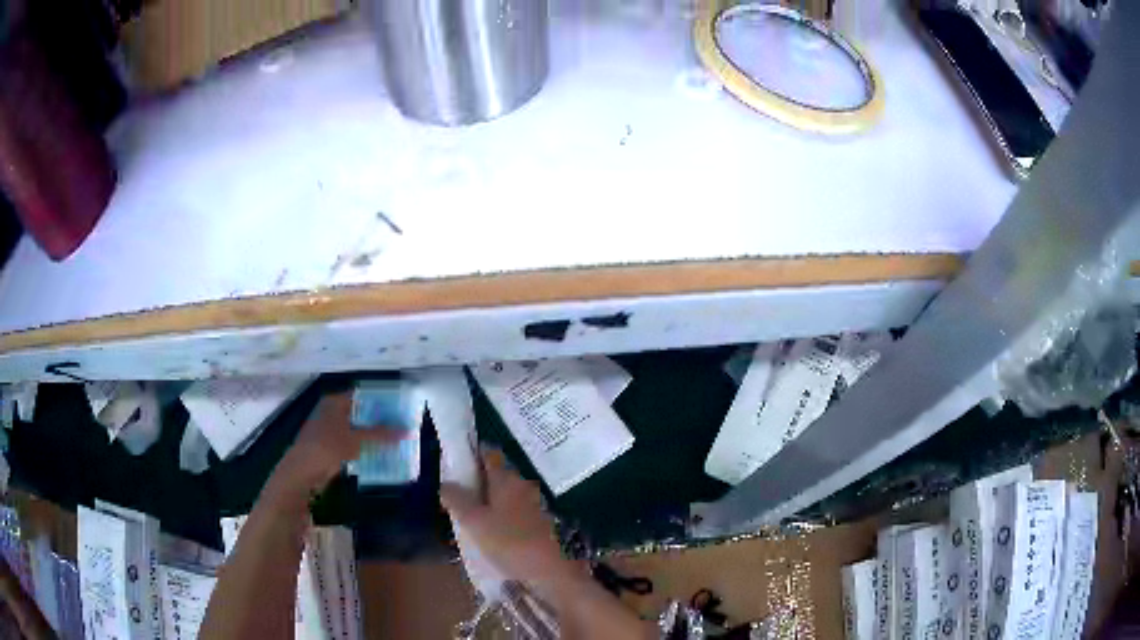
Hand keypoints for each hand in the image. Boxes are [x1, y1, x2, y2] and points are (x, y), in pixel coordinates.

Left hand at [273, 392, 397, 496]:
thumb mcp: (357, 439)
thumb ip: (381, 434)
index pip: (361, 395)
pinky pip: (350, 444)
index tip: (399, 408)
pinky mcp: (328, 448)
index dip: (379, 400)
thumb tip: (406, 430)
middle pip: (359, 413)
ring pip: (355, 430)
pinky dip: (362, 448)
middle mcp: (330, 412)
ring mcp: (327, 430)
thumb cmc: (327, 447)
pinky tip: (377, 454)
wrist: (302, 471)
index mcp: (334, 403)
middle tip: (400, 425)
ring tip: (393, 440)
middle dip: (378, 420)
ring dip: (371, 436)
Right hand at [440, 451, 583, 592]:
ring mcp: (533, 504)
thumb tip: (445, 483)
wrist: (549, 571)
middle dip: (476, 480)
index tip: (453, 461)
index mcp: (507, 479)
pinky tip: (488, 532)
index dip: (471, 453)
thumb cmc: (509, 542)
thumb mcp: (474, 521)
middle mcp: (522, 486)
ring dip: (487, 500)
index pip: (488, 454)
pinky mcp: (538, 523)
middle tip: (454, 493)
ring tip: (467, 516)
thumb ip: (457, 499)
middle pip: (496, 474)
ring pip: (504, 495)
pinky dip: (499, 516)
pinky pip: (512, 512)